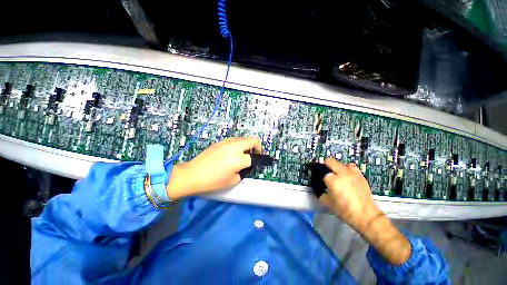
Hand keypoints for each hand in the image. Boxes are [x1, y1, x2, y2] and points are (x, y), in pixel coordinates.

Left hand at [166, 137, 261, 199]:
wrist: (192, 174)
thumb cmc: (212, 181)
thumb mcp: (233, 181)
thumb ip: (243, 172)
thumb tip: (246, 165)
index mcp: (238, 159)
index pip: (252, 158)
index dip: (255, 162)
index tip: (253, 165)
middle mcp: (234, 147)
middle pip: (253, 140)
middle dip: (257, 147)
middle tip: (254, 154)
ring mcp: (226, 142)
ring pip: (243, 138)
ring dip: (247, 145)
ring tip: (242, 154)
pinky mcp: (220, 142)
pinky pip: (234, 140)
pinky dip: (238, 144)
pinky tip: (232, 152)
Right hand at [320, 158, 410, 264]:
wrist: (369, 219)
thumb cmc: (346, 213)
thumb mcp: (327, 203)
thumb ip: (320, 192)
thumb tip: (317, 185)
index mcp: (333, 180)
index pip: (320, 169)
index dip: (316, 171)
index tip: (314, 173)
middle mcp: (343, 173)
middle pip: (329, 160)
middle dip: (324, 164)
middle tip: (324, 172)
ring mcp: (354, 173)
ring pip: (340, 162)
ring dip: (336, 166)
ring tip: (336, 175)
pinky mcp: (362, 176)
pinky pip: (352, 167)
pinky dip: (347, 169)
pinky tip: (348, 177)